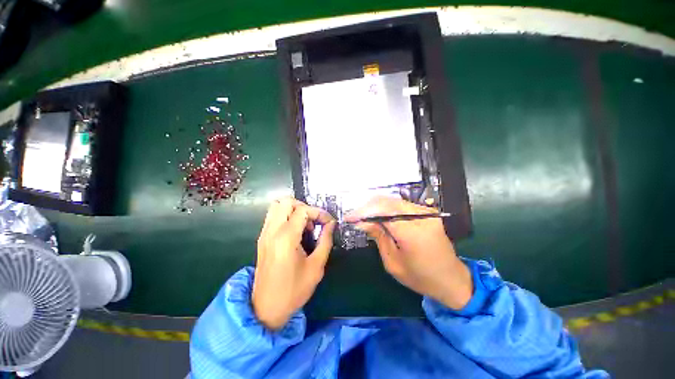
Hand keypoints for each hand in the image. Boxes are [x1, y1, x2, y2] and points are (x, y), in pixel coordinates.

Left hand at [252, 197, 335, 329]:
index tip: (328, 222)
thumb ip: (325, 241)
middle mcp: (272, 231)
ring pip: (277, 206)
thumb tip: (331, 224)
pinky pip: (273, 216)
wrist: (266, 309)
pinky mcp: (262, 239)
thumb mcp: (316, 267)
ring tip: (305, 225)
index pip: (303, 210)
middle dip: (304, 206)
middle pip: (286, 202)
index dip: (319, 212)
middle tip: (314, 221)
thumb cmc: (294, 290)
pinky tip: (295, 231)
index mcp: (286, 238)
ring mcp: (264, 234)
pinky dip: (285, 216)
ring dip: (293, 209)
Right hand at [345, 196, 472, 309]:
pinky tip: (379, 215)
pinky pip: (402, 204)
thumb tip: (361, 222)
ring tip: (364, 215)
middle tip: (355, 216)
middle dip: (367, 206)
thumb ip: (378, 236)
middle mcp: (421, 216)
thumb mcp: (393, 262)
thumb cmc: (421, 277)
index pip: (382, 212)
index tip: (349, 217)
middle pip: (387, 202)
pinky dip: (387, 208)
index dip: (363, 212)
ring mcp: (426, 212)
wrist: (452, 279)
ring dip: (376, 206)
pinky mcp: (427, 212)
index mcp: (412, 232)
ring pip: (394, 201)